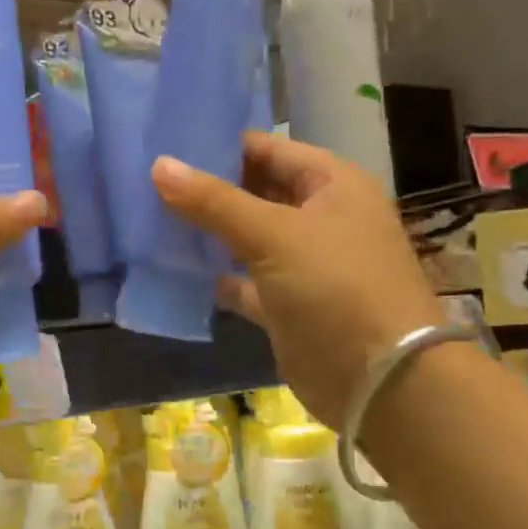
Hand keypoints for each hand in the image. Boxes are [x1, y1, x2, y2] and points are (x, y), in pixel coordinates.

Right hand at [151, 132, 442, 427]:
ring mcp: (305, 264)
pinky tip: (176, 271)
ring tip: (150, 221)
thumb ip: (214, 202)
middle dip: (207, 191)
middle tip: (147, 184)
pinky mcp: (288, 305)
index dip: (219, 147)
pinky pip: (246, 282)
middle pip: (255, 193)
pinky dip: (218, 277)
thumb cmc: (335, 287)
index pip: (267, 150)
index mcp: (331, 184)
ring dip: (208, 234)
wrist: (380, 381)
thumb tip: (159, 165)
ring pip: (247, 238)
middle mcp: (320, 218)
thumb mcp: (272, 235)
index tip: (165, 147)